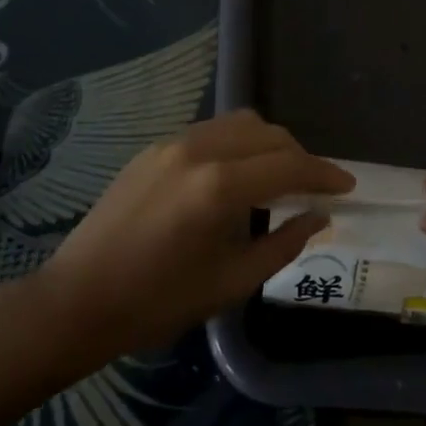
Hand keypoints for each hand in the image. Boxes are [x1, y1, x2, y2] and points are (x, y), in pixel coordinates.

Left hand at [32, 110, 353, 363]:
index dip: (325, 174)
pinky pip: (211, 131)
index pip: (290, 165)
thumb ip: (284, 243)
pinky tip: (236, 175)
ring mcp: (172, 143)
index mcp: (220, 186)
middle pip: (268, 134)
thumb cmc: (158, 302)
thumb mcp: (232, 282)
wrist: (77, 300)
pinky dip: (237, 144)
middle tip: (313, 187)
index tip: (347, 186)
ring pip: (240, 123)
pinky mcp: (153, 148)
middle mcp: (198, 150)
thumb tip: (318, 216)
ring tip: (277, 177)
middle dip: (299, 156)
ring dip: (269, 144)